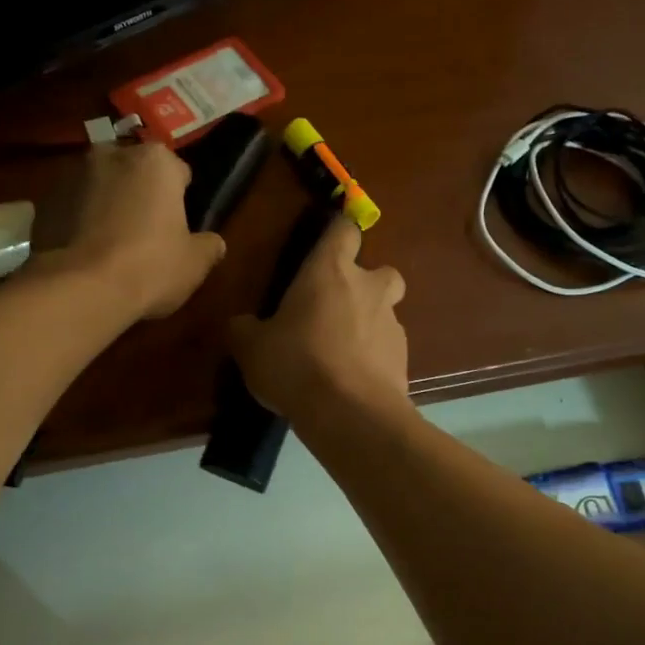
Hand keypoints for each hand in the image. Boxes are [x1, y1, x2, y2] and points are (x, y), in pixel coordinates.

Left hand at [63, 142, 225, 319]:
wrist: (81, 288)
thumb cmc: (150, 266)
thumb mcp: (195, 263)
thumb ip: (209, 246)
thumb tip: (214, 243)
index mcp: (155, 160)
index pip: (178, 172)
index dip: (181, 199)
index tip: (179, 225)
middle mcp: (111, 154)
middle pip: (134, 173)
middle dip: (140, 195)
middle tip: (146, 234)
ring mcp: (71, 175)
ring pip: (100, 188)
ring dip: (107, 206)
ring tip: (112, 247)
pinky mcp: (43, 202)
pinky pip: (72, 209)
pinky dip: (79, 223)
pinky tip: (87, 255)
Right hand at [229, 218, 408, 421]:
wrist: (349, 413)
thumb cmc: (296, 364)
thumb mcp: (251, 348)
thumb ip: (244, 329)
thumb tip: (240, 325)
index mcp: (330, 272)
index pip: (344, 231)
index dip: (337, 236)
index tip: (325, 250)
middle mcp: (368, 289)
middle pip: (382, 271)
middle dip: (366, 285)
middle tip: (338, 309)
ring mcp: (392, 325)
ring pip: (387, 314)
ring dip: (369, 326)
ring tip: (342, 355)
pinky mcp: (404, 360)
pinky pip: (389, 351)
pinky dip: (375, 360)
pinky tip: (353, 383)